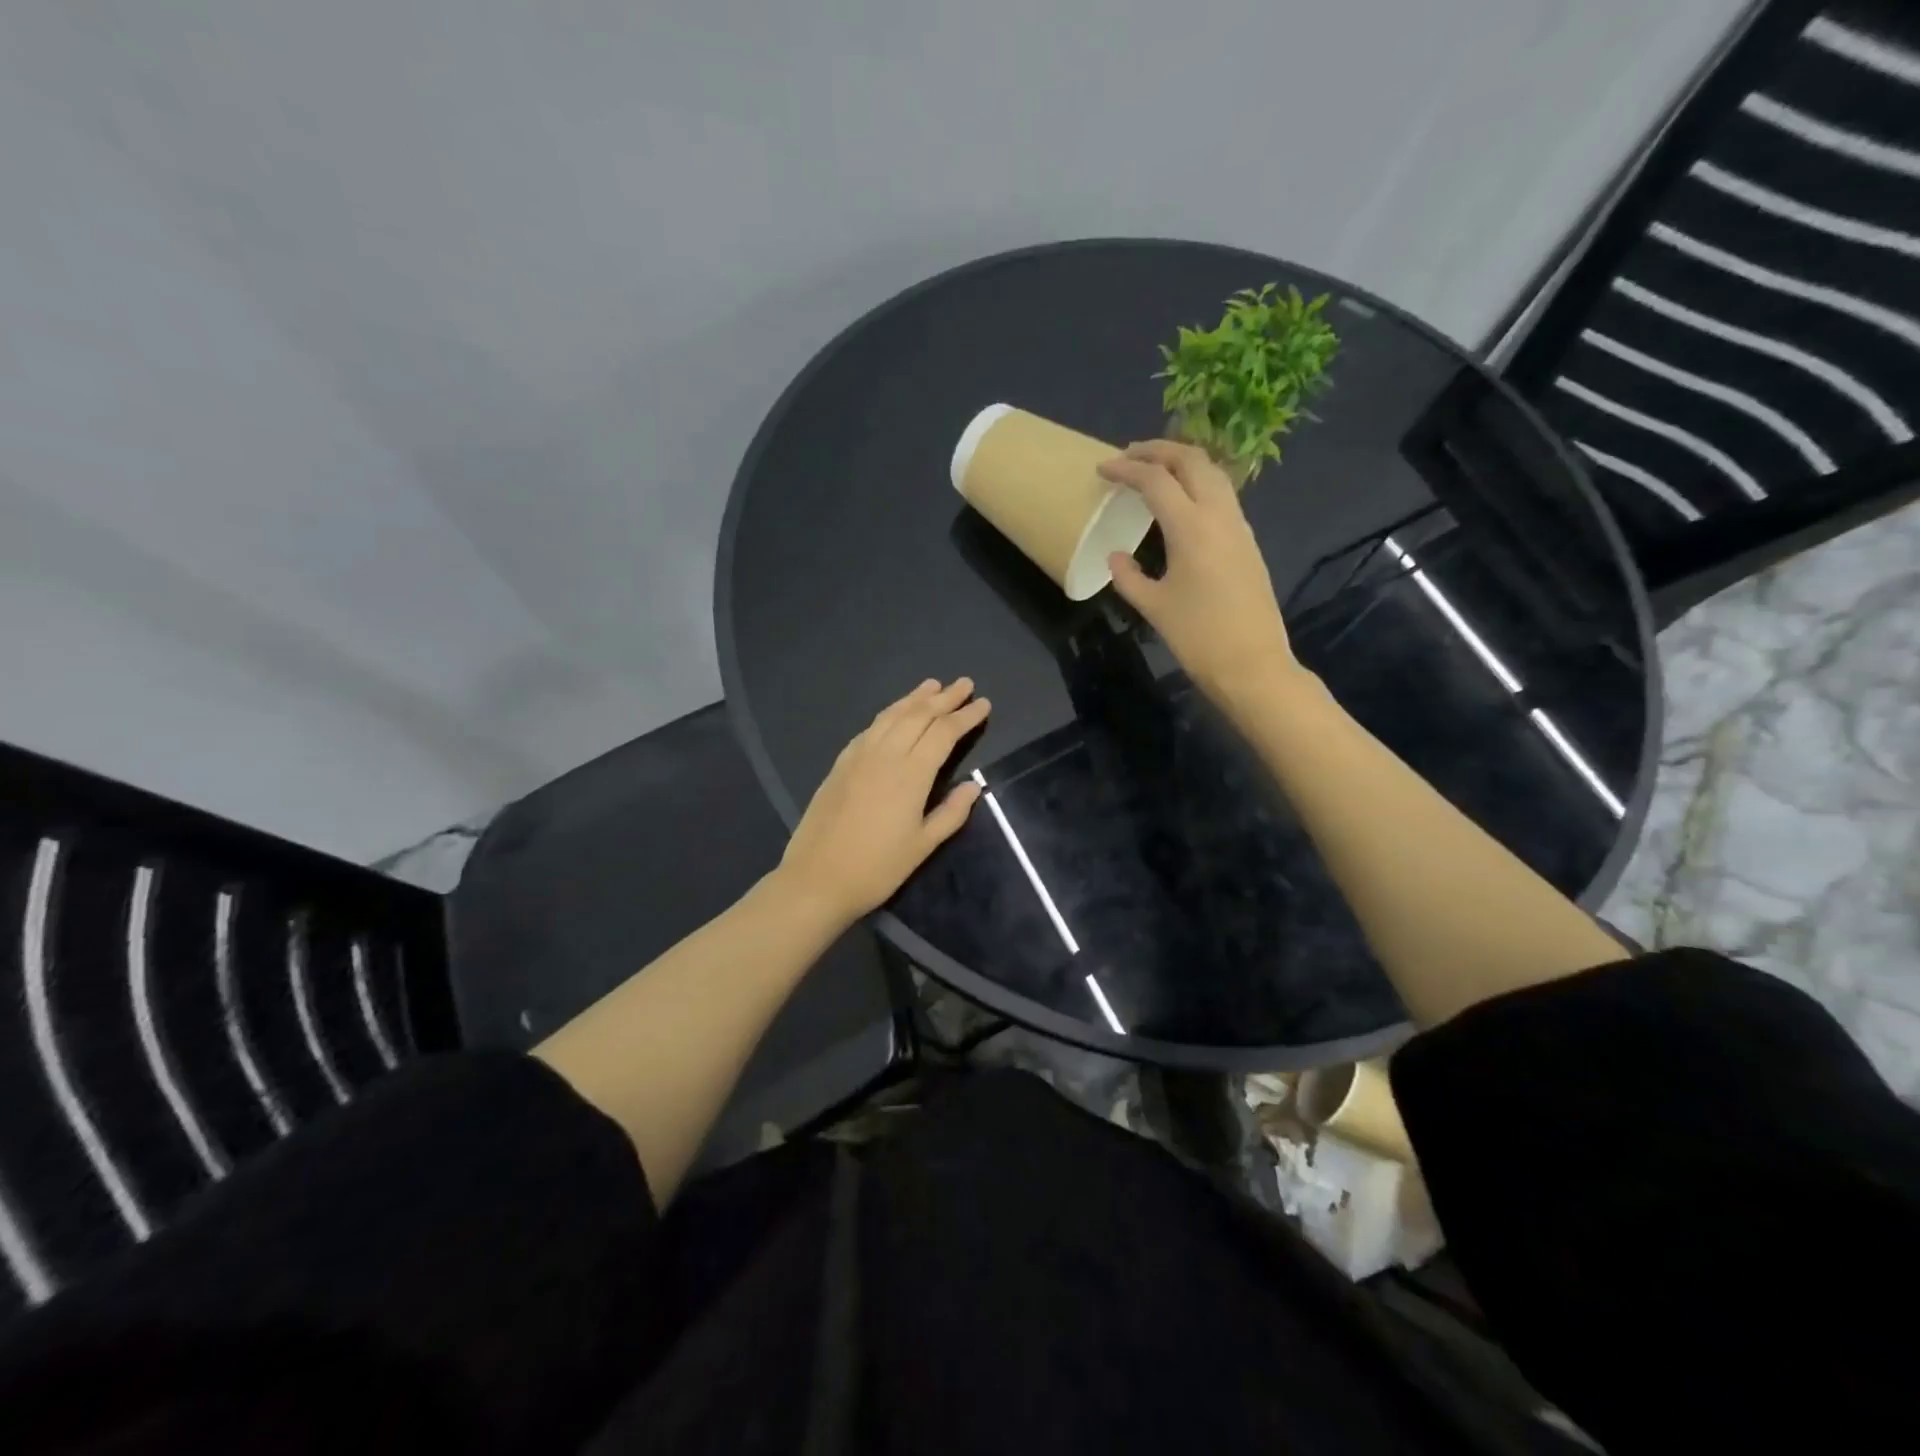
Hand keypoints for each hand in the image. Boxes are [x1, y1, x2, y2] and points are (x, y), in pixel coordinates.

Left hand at [778, 678, 990, 923]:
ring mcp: (859, 756)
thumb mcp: (923, 846)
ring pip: (892, 715)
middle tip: (964, 683)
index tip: (983, 703)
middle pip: (919, 715)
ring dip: (915, 698)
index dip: (966, 716)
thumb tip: (974, 785)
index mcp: (911, 774)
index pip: (944, 733)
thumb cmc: (877, 868)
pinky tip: (895, 713)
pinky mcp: (841, 764)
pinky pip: (870, 728)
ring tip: (932, 685)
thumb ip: (952, 812)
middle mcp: (885, 754)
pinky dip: (888, 713)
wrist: (817, 878)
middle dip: (945, 698)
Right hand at [1097, 440, 1298, 700]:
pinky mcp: (1247, 540)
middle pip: (1191, 461)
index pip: (1156, 480)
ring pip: (1213, 473)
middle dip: (1158, 450)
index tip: (1102, 469)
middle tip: (1129, 455)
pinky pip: (1222, 494)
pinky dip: (1197, 483)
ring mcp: (1238, 525)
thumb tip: (1117, 556)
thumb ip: (1129, 577)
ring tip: (1154, 469)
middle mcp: (1219, 515)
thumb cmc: (1198, 637)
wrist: (1253, 664)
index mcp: (1191, 528)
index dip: (1126, 469)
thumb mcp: (1154, 607)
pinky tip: (1181, 500)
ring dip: (1182, 462)